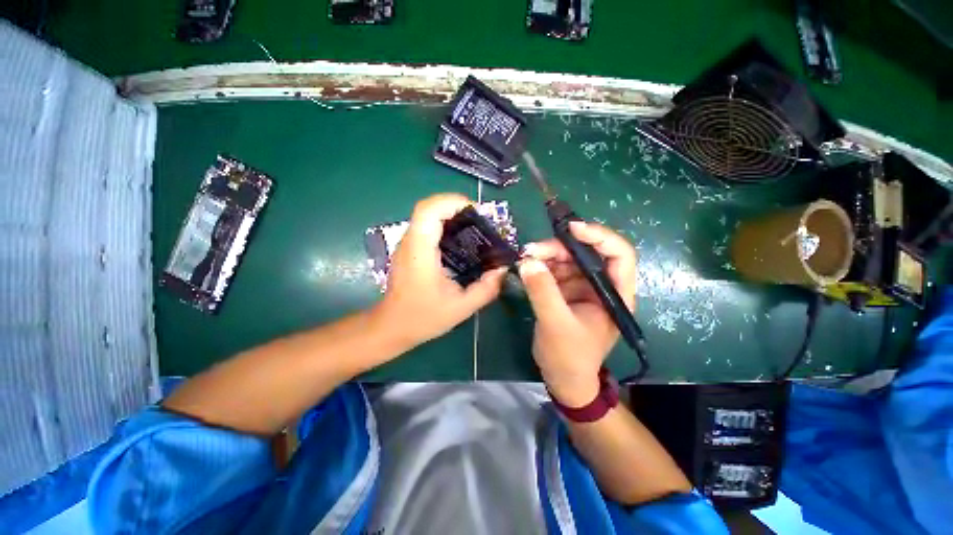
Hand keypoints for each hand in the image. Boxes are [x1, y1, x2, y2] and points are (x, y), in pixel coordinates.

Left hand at [374, 194, 506, 349]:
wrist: (392, 327)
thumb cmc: (423, 317)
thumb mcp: (462, 307)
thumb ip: (486, 289)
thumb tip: (502, 269)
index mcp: (420, 252)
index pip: (429, 211)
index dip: (452, 201)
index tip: (476, 211)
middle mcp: (410, 242)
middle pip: (427, 207)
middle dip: (455, 205)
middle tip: (478, 218)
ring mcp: (406, 244)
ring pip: (425, 215)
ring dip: (449, 213)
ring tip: (472, 226)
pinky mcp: (408, 249)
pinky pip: (425, 226)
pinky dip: (443, 224)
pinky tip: (459, 239)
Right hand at [519, 222, 636, 406]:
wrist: (562, 378)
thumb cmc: (569, 357)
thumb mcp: (556, 324)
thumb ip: (543, 292)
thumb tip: (528, 261)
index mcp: (615, 294)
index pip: (619, 254)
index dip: (599, 236)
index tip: (571, 229)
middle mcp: (601, 286)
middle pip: (585, 253)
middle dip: (559, 247)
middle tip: (531, 250)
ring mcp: (581, 287)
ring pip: (567, 259)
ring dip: (546, 255)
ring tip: (524, 258)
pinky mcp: (565, 291)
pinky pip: (553, 270)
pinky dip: (540, 266)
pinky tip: (526, 267)